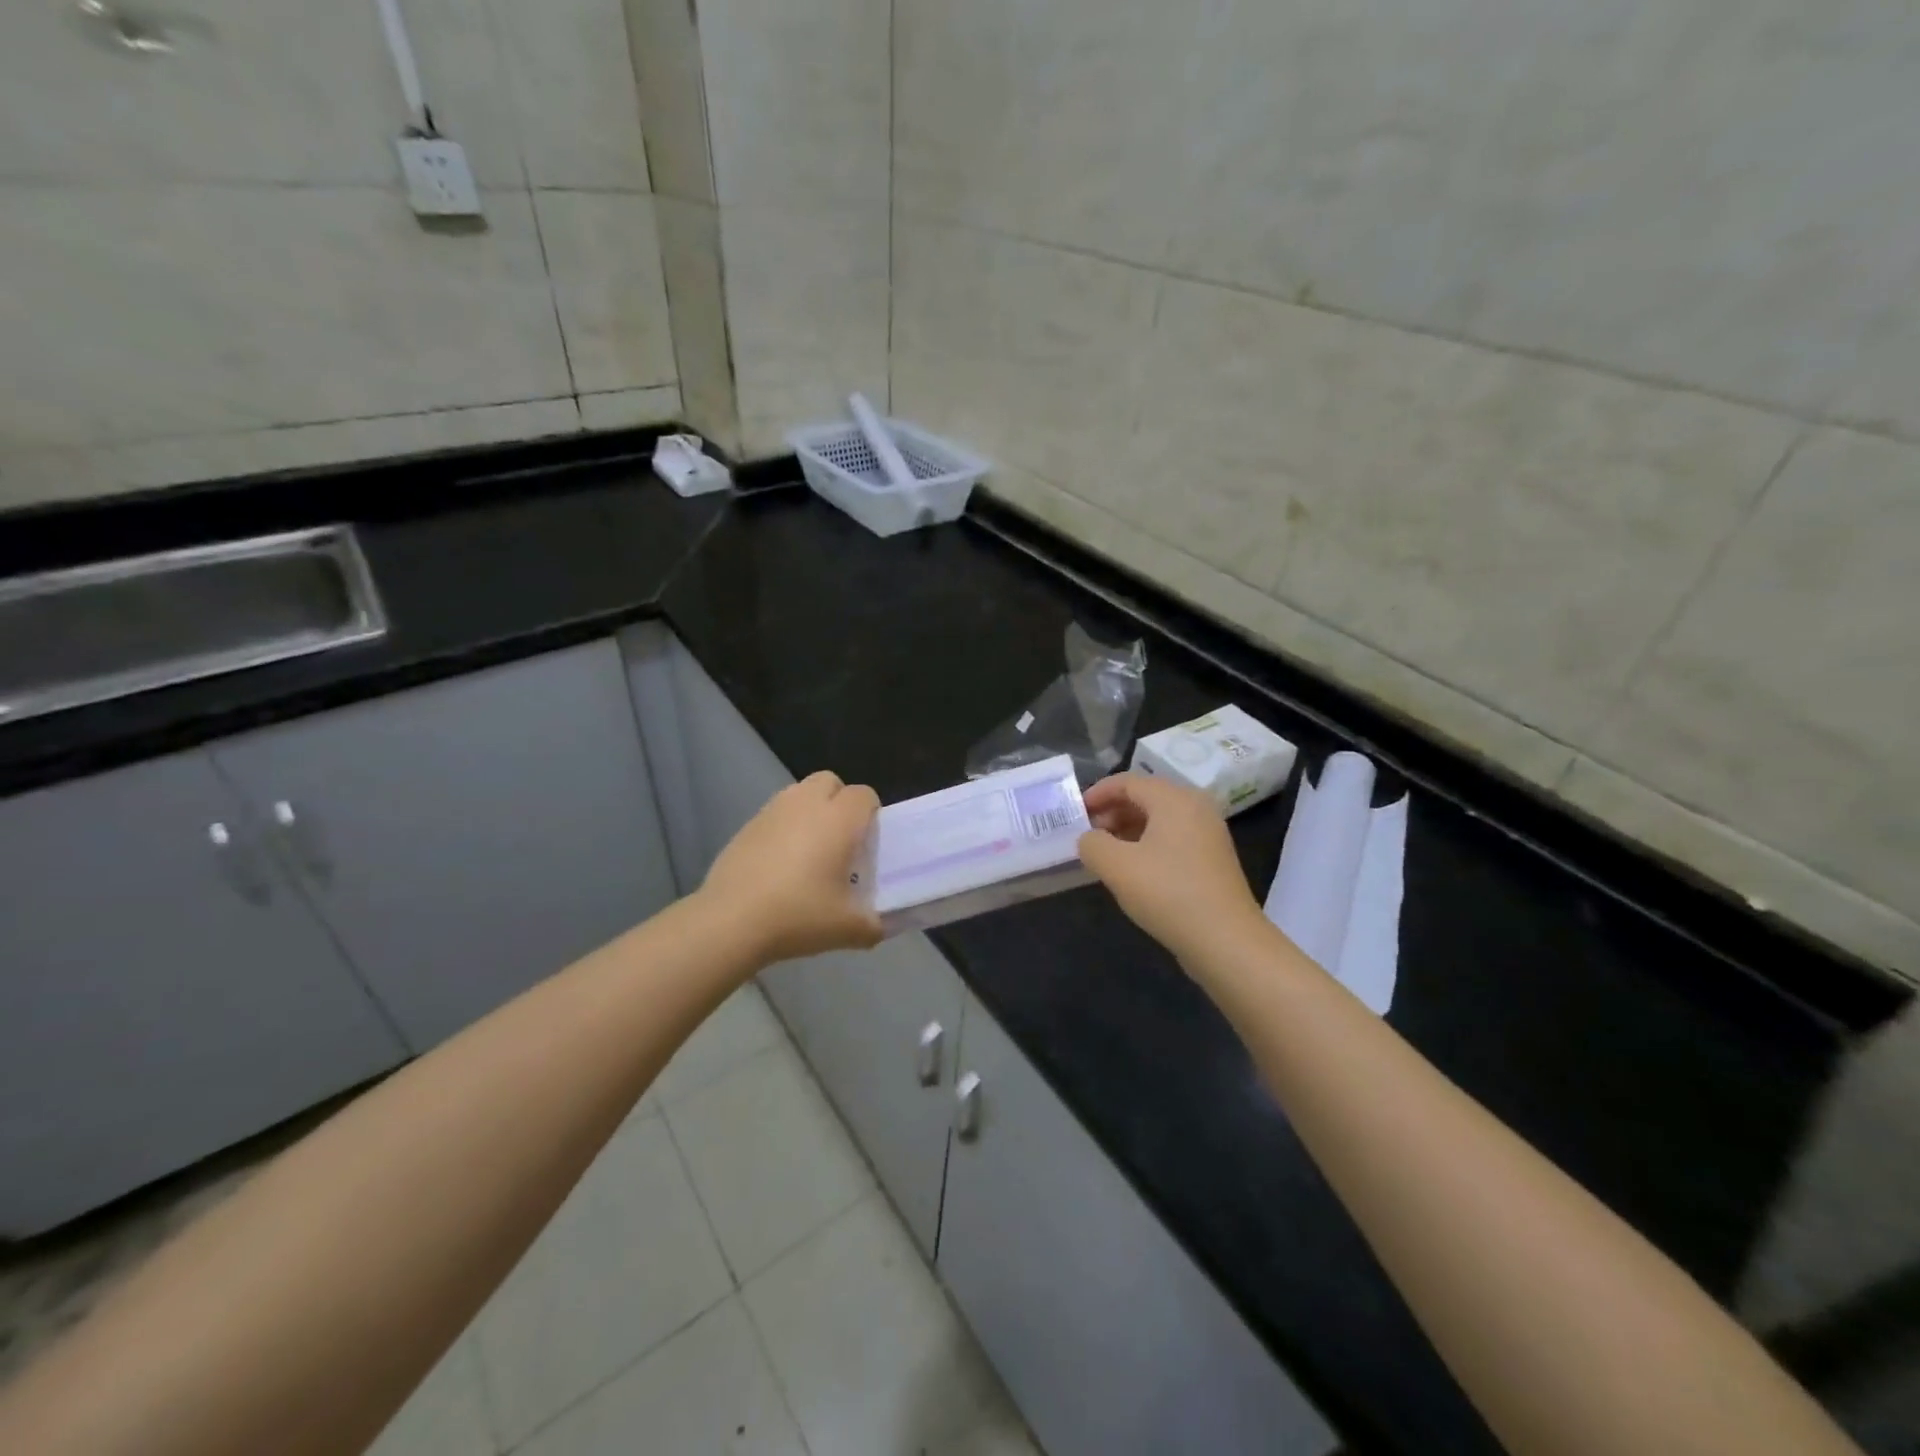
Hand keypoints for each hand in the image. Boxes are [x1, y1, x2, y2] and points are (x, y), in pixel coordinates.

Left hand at [700, 770, 884, 963]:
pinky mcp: (746, 826)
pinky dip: (783, 828)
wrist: (731, 922)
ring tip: (809, 850)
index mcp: (838, 819)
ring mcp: (772, 811)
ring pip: (799, 794)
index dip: (871, 814)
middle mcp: (806, 804)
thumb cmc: (798, 915)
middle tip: (840, 840)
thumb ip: (874, 925)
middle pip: (830, 781)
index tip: (867, 844)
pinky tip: (779, 864)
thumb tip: (880, 927)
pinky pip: (774, 815)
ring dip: (810, 811)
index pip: (864, 795)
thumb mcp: (848, 929)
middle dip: (839, 802)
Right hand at [1077, 773, 1266, 965]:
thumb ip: (1092, 844)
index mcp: (1174, 799)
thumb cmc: (1168, 893)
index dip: (1097, 794)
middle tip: (1087, 836)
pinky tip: (1132, 870)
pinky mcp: (1212, 859)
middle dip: (1112, 812)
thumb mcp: (1116, 866)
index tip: (1076, 815)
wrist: (1226, 941)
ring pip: (1159, 820)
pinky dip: (1147, 845)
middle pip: (1145, 797)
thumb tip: (1089, 839)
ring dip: (1127, 830)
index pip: (1127, 782)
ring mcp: (1208, 834)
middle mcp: (1196, 807)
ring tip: (1105, 854)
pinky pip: (1172, 839)